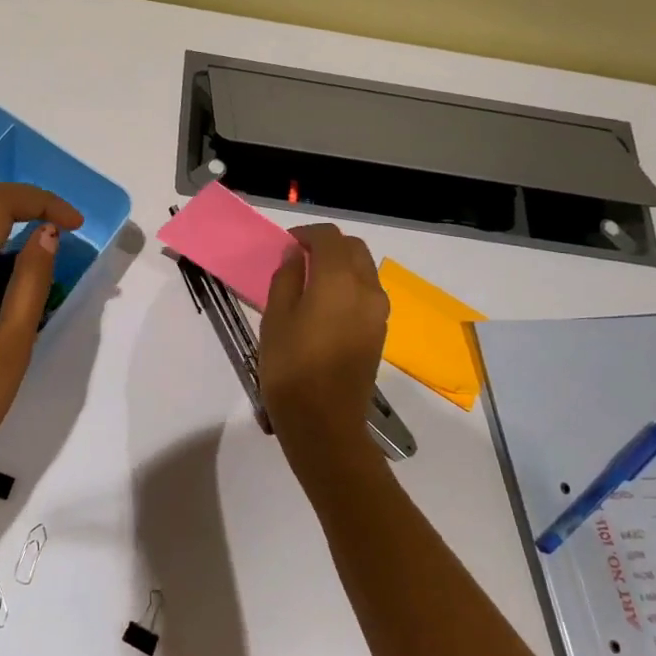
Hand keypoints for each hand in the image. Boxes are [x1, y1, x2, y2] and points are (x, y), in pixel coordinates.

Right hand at [257, 224, 389, 472]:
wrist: (324, 422)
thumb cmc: (290, 367)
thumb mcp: (275, 317)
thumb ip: (287, 278)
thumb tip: (295, 255)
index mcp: (339, 280)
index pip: (329, 237)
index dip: (306, 233)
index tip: (286, 244)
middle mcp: (367, 289)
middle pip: (353, 248)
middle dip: (328, 245)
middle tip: (298, 259)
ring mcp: (378, 312)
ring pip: (364, 270)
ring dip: (340, 265)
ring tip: (309, 282)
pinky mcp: (379, 332)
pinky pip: (366, 293)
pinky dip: (348, 285)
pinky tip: (323, 305)